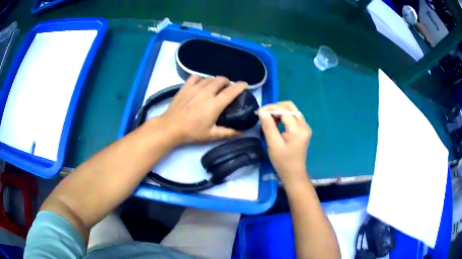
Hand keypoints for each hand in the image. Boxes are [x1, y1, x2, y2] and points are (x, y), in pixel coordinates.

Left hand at [151, 75, 245, 144]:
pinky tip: (200, 84)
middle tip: (227, 88)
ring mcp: (195, 87)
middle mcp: (206, 92)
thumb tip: (242, 132)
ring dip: (215, 81)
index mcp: (215, 104)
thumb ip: (228, 133)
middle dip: (227, 82)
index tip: (245, 84)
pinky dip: (201, 78)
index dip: (240, 86)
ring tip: (214, 87)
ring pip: (209, 77)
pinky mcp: (185, 86)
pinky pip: (196, 76)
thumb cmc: (192, 132)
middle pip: (221, 79)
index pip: (231, 91)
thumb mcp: (211, 135)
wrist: (171, 127)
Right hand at [258, 101, 311, 185]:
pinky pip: (293, 116)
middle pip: (290, 106)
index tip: (258, 112)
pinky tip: (275, 121)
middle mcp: (304, 124)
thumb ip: (268, 126)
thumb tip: (261, 111)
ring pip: (292, 110)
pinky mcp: (303, 129)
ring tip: (267, 117)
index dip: (271, 108)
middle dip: (275, 107)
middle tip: (263, 113)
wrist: (294, 174)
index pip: (285, 110)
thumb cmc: (283, 162)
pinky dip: (283, 115)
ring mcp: (305, 126)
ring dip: (279, 110)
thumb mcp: (273, 144)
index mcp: (299, 129)